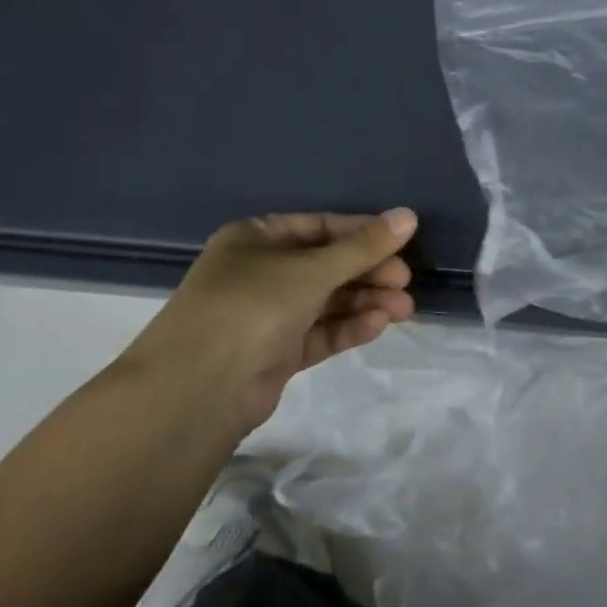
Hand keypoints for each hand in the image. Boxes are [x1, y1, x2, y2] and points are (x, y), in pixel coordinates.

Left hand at [126, 209, 418, 436]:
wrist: (196, 391)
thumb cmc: (252, 306)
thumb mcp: (312, 269)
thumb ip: (363, 246)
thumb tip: (409, 216)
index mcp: (256, 238)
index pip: (320, 227)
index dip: (362, 233)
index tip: (402, 242)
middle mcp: (260, 272)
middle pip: (326, 265)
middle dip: (368, 272)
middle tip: (405, 281)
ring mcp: (266, 315)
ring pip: (326, 301)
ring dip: (365, 301)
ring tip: (404, 308)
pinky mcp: (275, 353)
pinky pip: (319, 332)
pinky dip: (348, 327)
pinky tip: (378, 325)